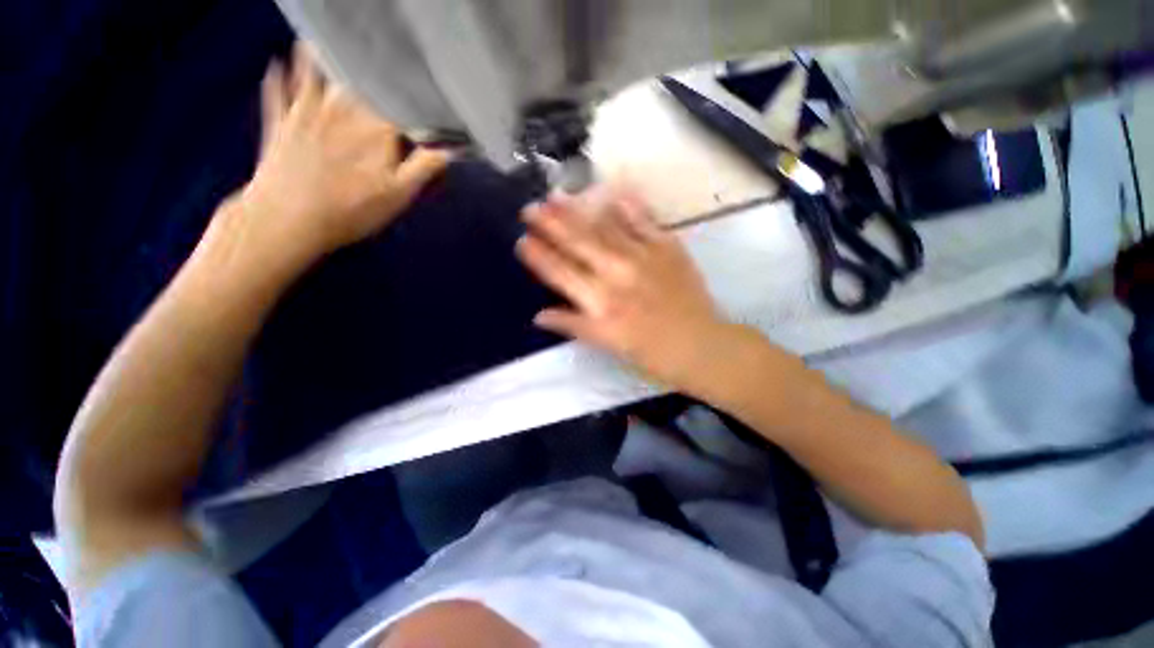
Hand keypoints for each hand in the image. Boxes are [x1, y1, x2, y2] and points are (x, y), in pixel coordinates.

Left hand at [236, 44, 449, 262]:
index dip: (415, 97)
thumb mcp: (399, 194)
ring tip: (336, 43)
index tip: (424, 94)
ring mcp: (307, 109)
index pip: (401, 102)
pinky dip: (279, 74)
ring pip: (319, 71)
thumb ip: (425, 167)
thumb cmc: (351, 209)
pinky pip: (278, 87)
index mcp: (376, 127)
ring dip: (327, 56)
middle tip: (381, 62)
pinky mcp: (280, 119)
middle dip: (374, 71)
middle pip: (362, 78)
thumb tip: (450, 149)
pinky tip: (279, 61)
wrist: (288, 219)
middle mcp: (343, 108)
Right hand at [516, 187, 748, 390]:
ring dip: (578, 210)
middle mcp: (616, 274)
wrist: (700, 344)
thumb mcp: (607, 344)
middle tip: (530, 208)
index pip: (560, 273)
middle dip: (550, 224)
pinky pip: (643, 220)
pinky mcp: (667, 246)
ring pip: (603, 227)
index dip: (538, 256)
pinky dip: (627, 205)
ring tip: (556, 195)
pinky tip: (611, 190)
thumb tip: (539, 315)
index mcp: (599, 302)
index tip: (521, 240)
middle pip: (577, 243)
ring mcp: (642, 256)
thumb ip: (573, 325)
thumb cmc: (650, 352)